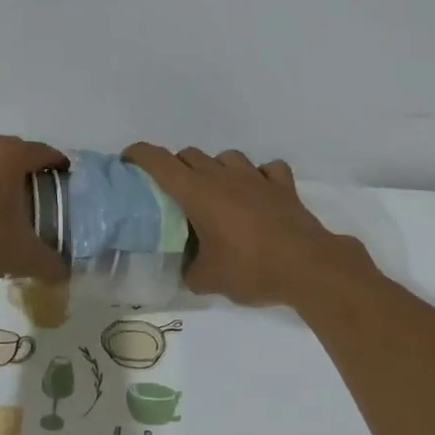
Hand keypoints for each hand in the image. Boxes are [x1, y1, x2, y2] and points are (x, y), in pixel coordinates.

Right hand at [120, 144, 365, 307]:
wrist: (307, 267)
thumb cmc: (250, 269)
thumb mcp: (208, 280)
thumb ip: (190, 271)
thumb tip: (188, 270)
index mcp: (197, 192)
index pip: (158, 161)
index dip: (139, 155)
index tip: (127, 161)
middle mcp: (223, 175)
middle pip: (190, 155)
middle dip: (176, 168)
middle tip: (174, 194)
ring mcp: (256, 177)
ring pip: (226, 157)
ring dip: (216, 169)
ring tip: (217, 193)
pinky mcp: (283, 186)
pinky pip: (267, 170)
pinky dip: (259, 177)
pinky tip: (259, 193)